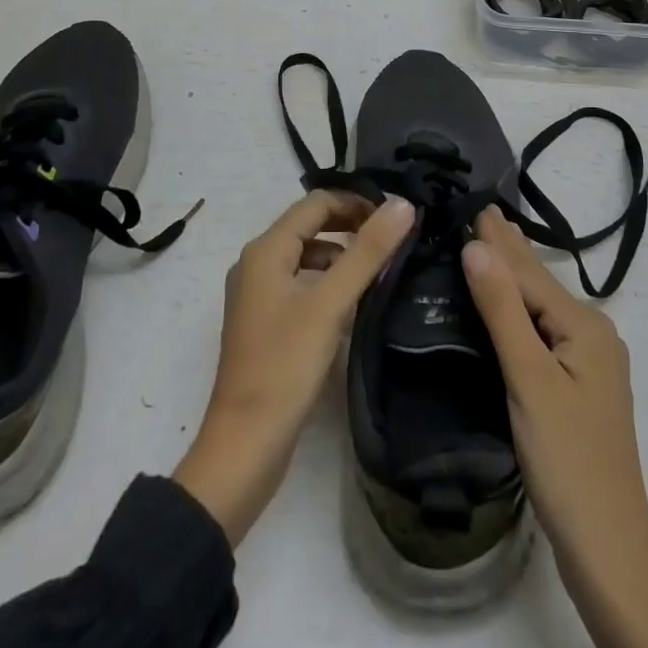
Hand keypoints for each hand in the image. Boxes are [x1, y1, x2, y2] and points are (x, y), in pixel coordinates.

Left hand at [174, 191, 414, 544]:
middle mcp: (257, 264)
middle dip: (350, 225)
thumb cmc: (285, 366)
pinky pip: (302, 284)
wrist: (245, 445)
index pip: (316, 203)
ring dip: (341, 254)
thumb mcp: (330, 304)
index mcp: (265, 250)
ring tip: (381, 267)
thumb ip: (367, 252)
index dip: (356, 202)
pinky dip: (328, 282)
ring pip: (307, 256)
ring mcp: (259, 295)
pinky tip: (355, 303)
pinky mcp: (267, 324)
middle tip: (393, 238)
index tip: (395, 216)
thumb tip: (402, 204)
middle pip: (310, 226)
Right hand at [463, 209, 647, 647]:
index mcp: (585, 326)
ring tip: (493, 239)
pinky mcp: (580, 385)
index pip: (528, 271)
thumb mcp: (529, 380)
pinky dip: (521, 305)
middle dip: (510, 246)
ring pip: (542, 305)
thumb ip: (502, 309)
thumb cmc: (567, 461)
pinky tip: (508, 301)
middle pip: (540, 282)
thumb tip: (476, 244)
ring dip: (515, 272)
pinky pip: (544, 328)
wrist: (608, 551)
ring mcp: (590, 361)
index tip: (472, 201)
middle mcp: (593, 333)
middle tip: (482, 208)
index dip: (497, 238)